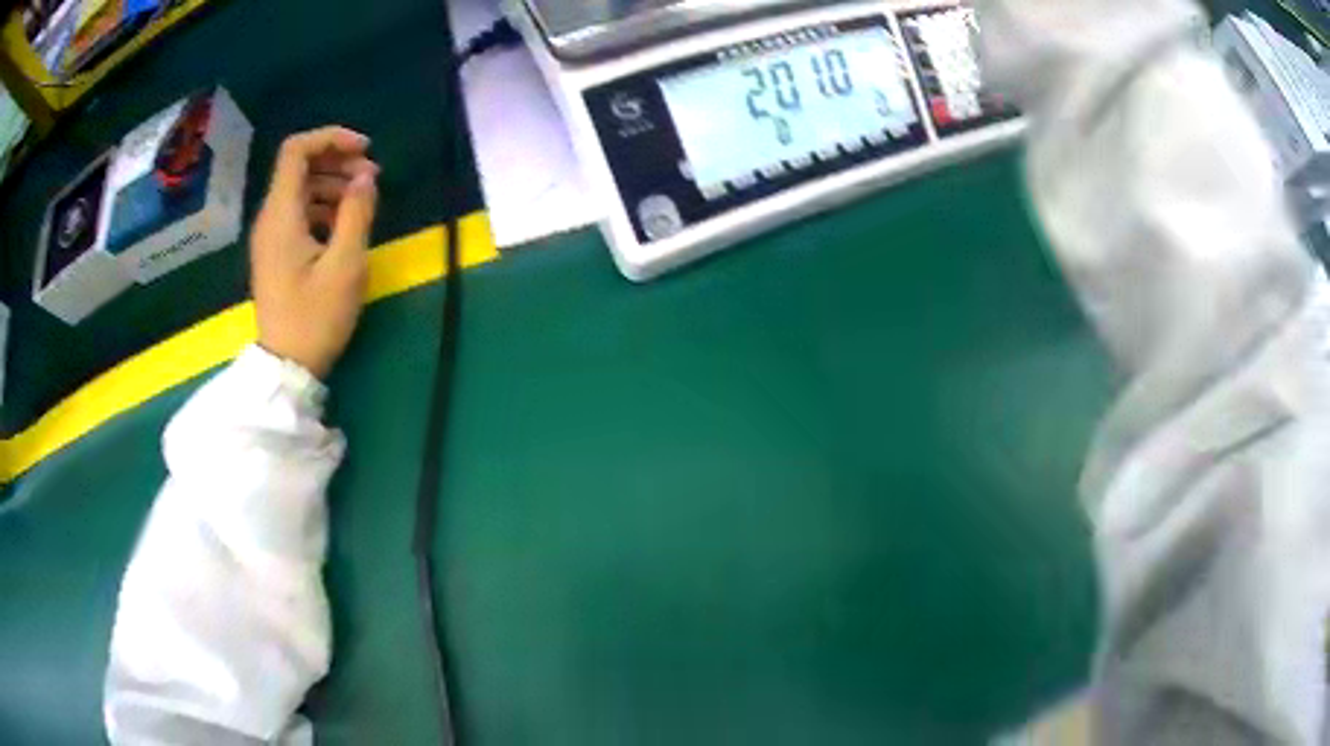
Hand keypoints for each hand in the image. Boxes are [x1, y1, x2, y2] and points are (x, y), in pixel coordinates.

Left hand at [251, 127, 379, 378]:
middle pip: (299, 166)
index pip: (296, 150)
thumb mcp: (345, 265)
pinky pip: (299, 212)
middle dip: (337, 161)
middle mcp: (270, 218)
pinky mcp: (276, 252)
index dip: (331, 138)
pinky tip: (344, 224)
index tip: (365, 151)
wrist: (287, 367)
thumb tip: (366, 177)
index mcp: (281, 215)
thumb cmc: (315, 318)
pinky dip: (323, 206)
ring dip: (333, 184)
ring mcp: (271, 236)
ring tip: (363, 200)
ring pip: (300, 189)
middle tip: (371, 177)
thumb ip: (357, 212)